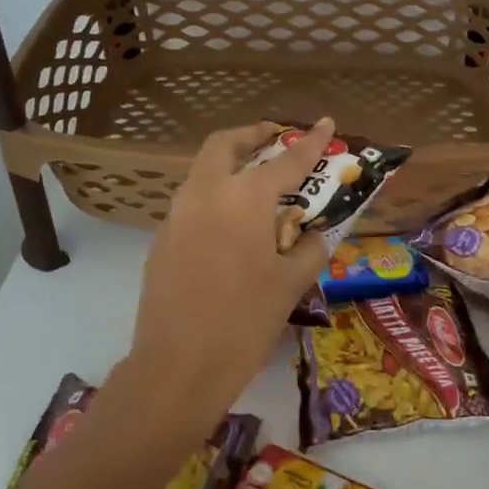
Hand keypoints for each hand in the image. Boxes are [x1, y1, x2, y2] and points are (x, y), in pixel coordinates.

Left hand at [123, 120, 336, 436]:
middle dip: (252, 135)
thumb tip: (314, 235)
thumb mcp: (290, 285)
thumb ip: (309, 249)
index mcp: (244, 199)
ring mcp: (177, 215)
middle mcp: (206, 194)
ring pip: (202, 171)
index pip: (286, 160)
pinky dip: (215, 196)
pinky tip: (232, 227)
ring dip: (230, 165)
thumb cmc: (244, 322)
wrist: (178, 366)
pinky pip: (192, 202)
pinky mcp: (161, 240)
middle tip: (274, 138)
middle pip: (225, 145)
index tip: (327, 122)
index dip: (311, 141)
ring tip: (257, 184)